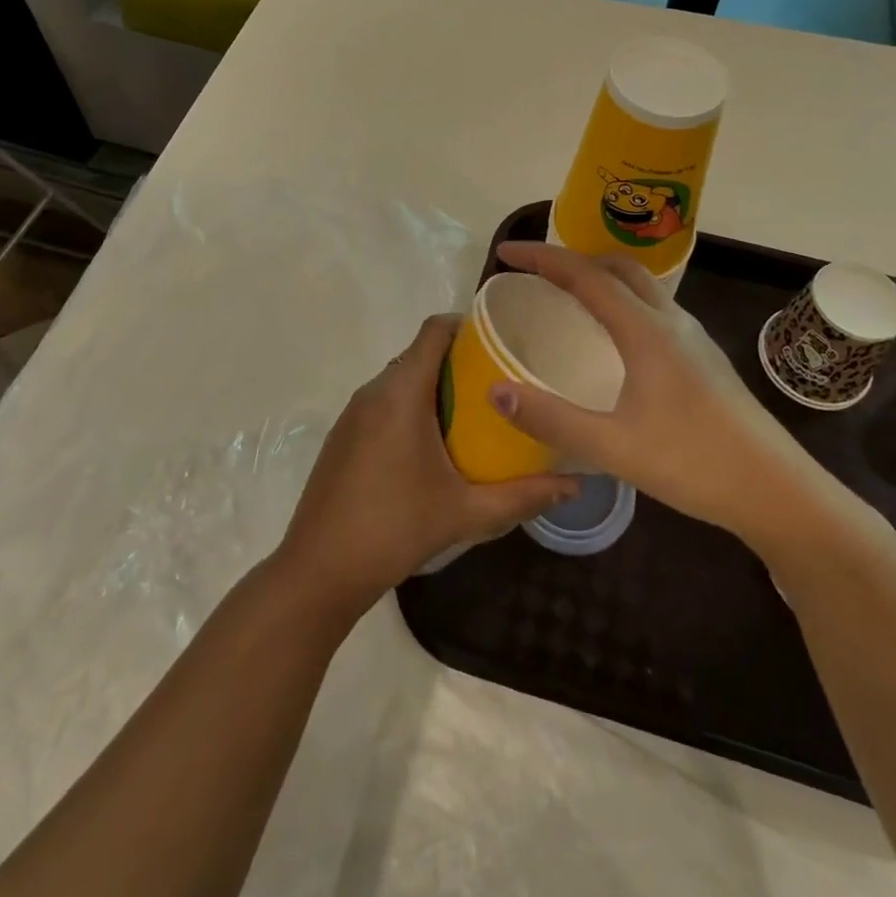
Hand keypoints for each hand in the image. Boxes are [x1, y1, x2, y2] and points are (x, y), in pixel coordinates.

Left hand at [277, 315, 578, 619]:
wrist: (319, 570)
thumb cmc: (395, 528)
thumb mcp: (466, 512)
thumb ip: (523, 495)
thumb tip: (576, 485)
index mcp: (402, 392)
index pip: (434, 330)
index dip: (468, 326)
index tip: (503, 342)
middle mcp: (374, 390)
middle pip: (421, 353)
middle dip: (460, 361)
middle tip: (501, 383)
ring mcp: (353, 413)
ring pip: (401, 379)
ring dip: (435, 386)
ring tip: (475, 413)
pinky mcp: (344, 435)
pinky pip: (384, 402)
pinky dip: (411, 406)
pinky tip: (433, 445)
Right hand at [487, 242, 874, 568]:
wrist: (776, 490)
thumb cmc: (694, 463)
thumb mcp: (613, 447)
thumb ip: (551, 419)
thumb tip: (495, 390)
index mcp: (645, 330)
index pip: (584, 274)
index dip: (541, 257)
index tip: (504, 252)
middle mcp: (670, 320)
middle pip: (616, 266)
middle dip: (572, 259)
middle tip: (535, 274)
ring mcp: (692, 336)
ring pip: (640, 285)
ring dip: (600, 277)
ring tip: (567, 297)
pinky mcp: (703, 356)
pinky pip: (653, 307)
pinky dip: (622, 300)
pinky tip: (613, 338)